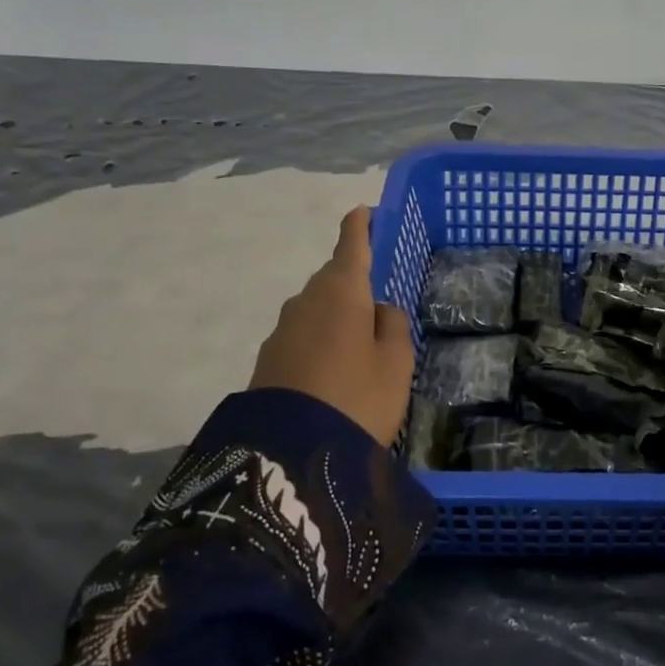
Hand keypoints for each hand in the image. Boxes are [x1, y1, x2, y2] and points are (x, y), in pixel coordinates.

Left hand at [250, 207, 413, 446]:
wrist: (290, 453)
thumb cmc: (358, 397)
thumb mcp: (396, 363)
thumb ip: (393, 326)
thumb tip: (380, 309)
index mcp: (343, 291)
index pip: (351, 244)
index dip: (360, 226)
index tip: (364, 212)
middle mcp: (307, 299)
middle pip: (333, 278)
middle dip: (353, 282)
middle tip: (375, 304)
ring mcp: (282, 329)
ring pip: (316, 307)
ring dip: (335, 315)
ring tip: (357, 346)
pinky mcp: (268, 358)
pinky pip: (302, 335)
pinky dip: (319, 340)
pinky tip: (331, 370)